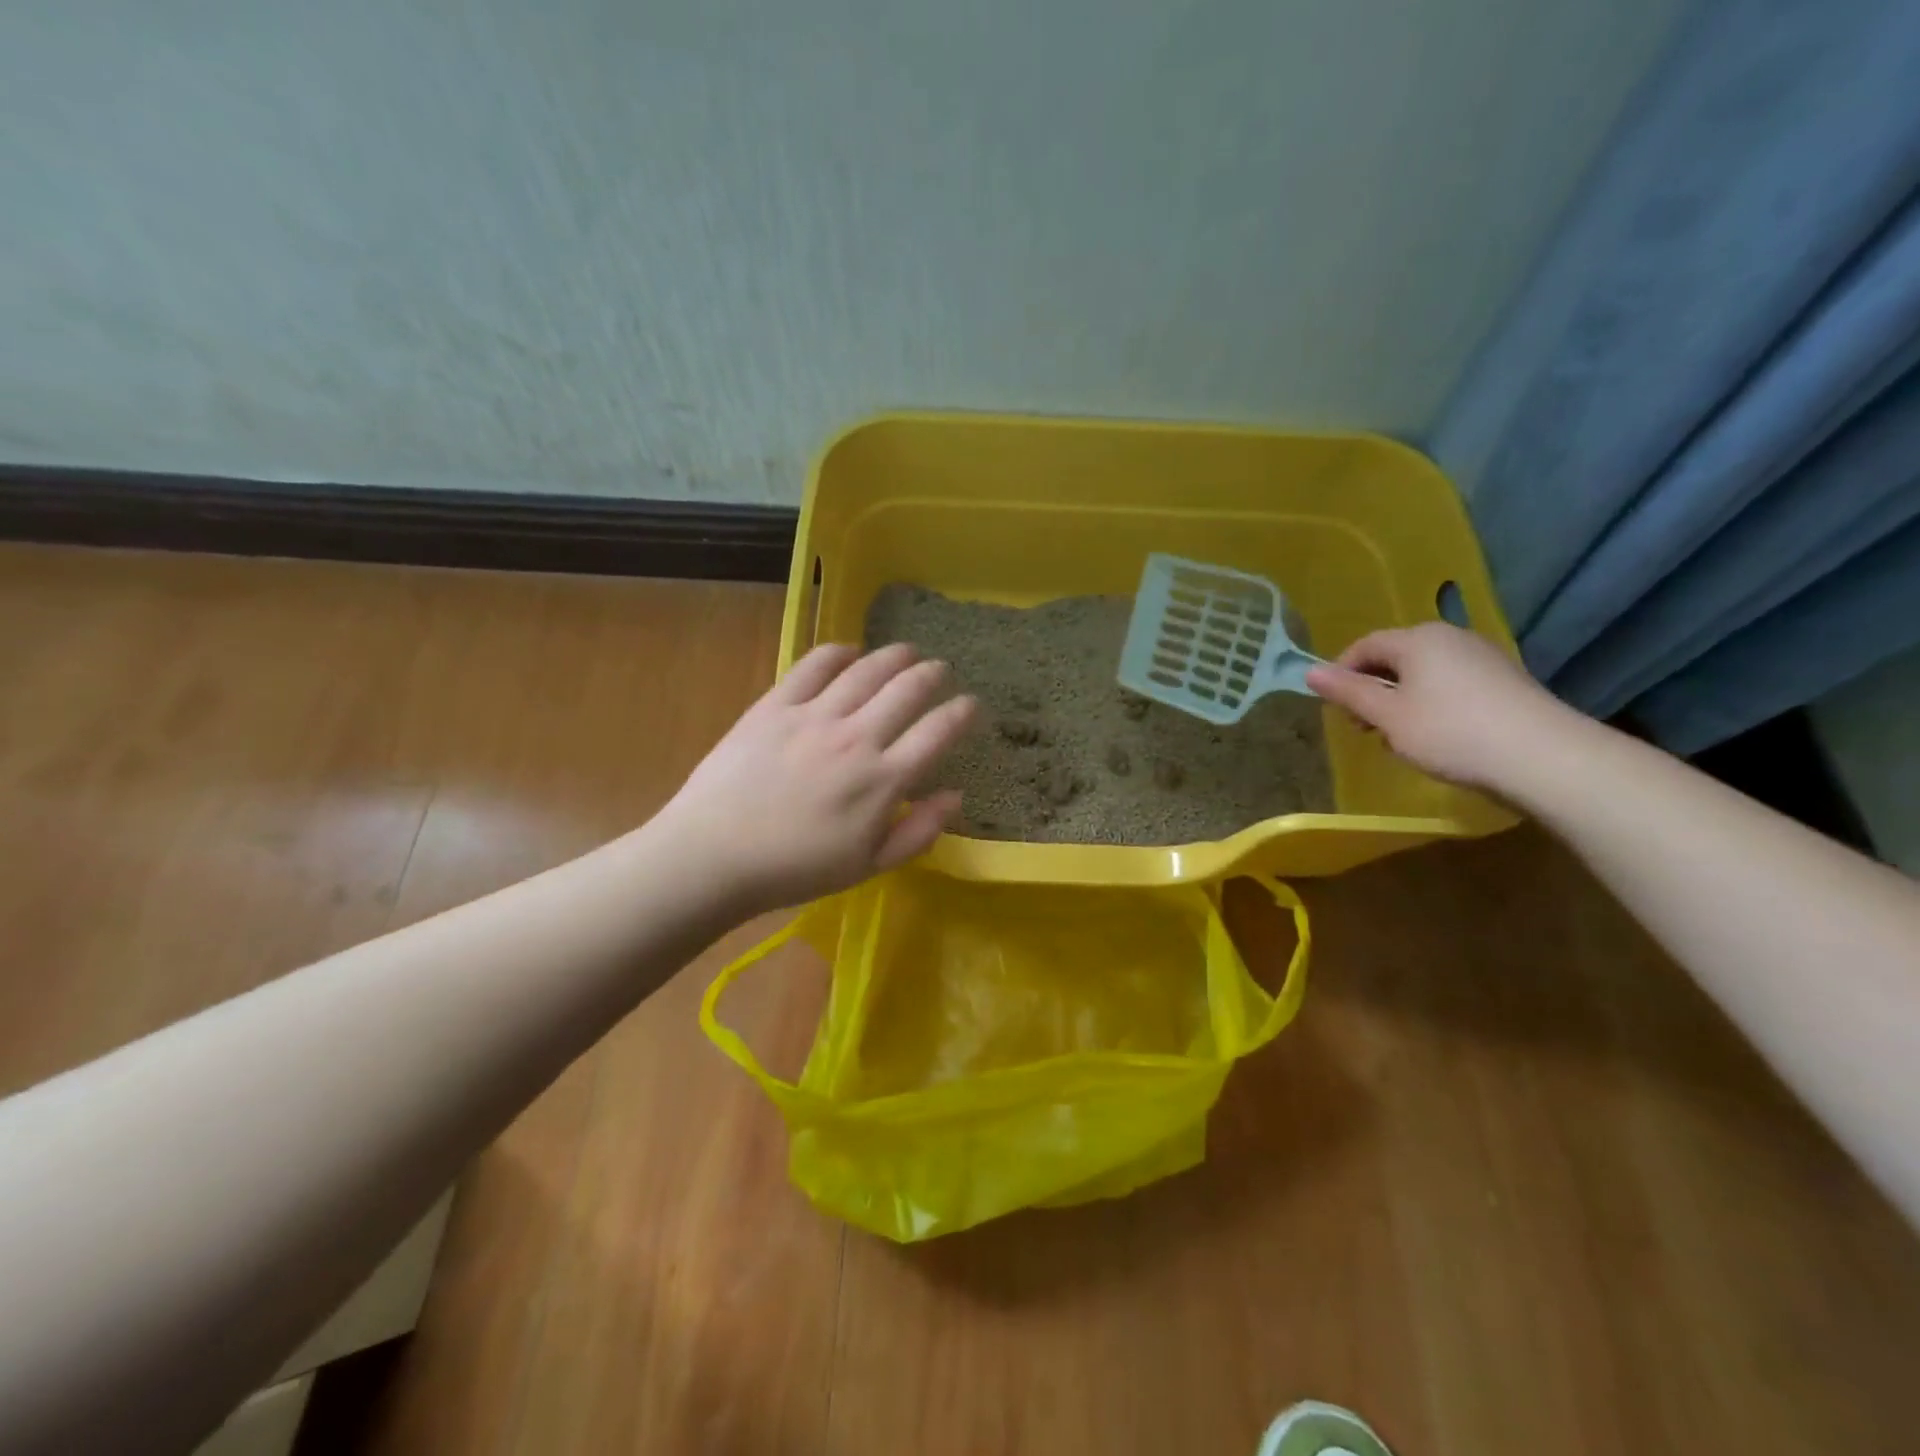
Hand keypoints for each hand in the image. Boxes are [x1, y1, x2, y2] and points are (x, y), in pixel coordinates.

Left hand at [655, 643, 975, 914]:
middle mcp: (857, 737)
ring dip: (894, 656)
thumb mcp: (868, 866)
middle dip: (933, 675)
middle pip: (908, 689)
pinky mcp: (775, 705)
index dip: (962, 713)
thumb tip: (955, 796)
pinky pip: (814, 666)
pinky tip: (850, 651)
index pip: (938, 732)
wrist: (713, 856)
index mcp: (883, 779)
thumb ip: (918, 832)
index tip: (971, 704)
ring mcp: (814, 716)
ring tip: (907, 651)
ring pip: (867, 670)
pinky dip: (838, 652)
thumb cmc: (795, 870)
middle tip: (941, 670)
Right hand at [1304, 622, 1576, 792]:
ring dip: (1399, 700)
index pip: (1365, 645)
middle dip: (1371, 689)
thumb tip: (1309, 672)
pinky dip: (1430, 705)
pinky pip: (1450, 685)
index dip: (1341, 672)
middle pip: (1395, 657)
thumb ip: (1348, 693)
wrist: (1543, 757)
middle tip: (1361, 726)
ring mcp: (1482, 658)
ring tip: (1396, 737)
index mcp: (1418, 639)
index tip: (1333, 706)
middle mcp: (1450, 638)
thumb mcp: (1387, 716)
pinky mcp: (1503, 682)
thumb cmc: (1449, 732)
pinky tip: (1435, 737)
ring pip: (1423, 673)